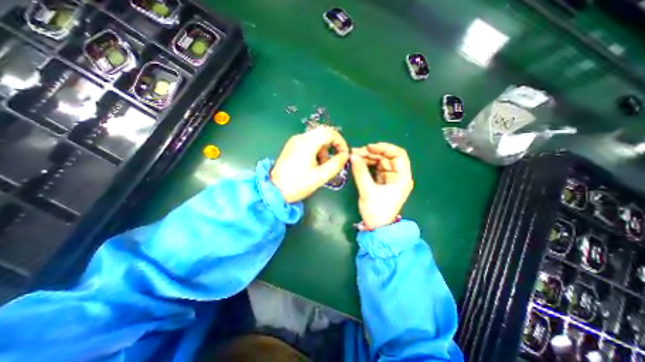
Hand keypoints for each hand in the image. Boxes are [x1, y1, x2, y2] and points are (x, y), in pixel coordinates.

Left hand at [271, 125, 350, 202]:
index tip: (344, 154)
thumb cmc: (298, 184)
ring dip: (325, 150)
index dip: (341, 142)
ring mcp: (295, 141)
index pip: (330, 132)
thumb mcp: (320, 176)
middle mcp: (301, 138)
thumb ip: (336, 164)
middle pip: (323, 133)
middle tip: (336, 159)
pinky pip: (309, 143)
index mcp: (307, 143)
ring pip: (317, 139)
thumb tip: (345, 156)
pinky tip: (315, 164)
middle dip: (333, 146)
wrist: (274, 190)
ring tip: (324, 166)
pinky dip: (317, 151)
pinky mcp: (292, 147)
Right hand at [352, 142, 411, 229]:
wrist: (377, 228)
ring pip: (381, 162)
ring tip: (354, 156)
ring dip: (368, 158)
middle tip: (356, 151)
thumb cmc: (377, 211)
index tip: (369, 147)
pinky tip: (358, 162)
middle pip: (387, 157)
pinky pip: (376, 169)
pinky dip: (367, 164)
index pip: (398, 155)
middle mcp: (398, 176)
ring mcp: (390, 179)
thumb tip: (352, 156)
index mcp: (402, 178)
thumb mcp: (368, 191)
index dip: (384, 148)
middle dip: (372, 153)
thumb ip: (360, 172)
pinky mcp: (382, 182)